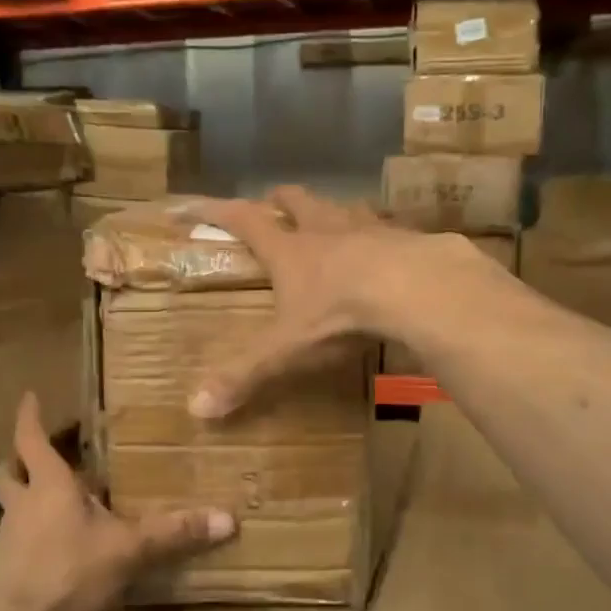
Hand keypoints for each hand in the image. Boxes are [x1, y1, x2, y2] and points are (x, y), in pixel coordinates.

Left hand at [0, 392, 233, 610]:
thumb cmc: (68, 571)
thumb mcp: (128, 549)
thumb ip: (174, 533)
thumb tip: (228, 519)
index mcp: (49, 485)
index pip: (31, 439)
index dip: (29, 417)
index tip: (29, 396)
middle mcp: (23, 504)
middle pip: (8, 473)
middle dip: (18, 460)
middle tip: (36, 455)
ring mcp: (9, 537)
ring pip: (10, 507)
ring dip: (24, 498)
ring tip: (51, 502)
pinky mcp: (5, 568)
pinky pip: (16, 540)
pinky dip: (30, 535)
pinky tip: (55, 550)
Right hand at [183, 187, 436, 419]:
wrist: (416, 289)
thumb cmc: (341, 315)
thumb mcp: (287, 349)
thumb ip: (245, 375)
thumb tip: (196, 410)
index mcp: (290, 251)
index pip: (244, 221)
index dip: (216, 211)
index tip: (193, 203)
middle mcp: (326, 230)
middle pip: (298, 201)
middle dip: (282, 200)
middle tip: (274, 203)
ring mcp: (370, 229)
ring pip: (344, 207)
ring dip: (333, 211)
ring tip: (332, 219)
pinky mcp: (407, 238)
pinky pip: (389, 227)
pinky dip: (380, 233)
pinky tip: (389, 247)